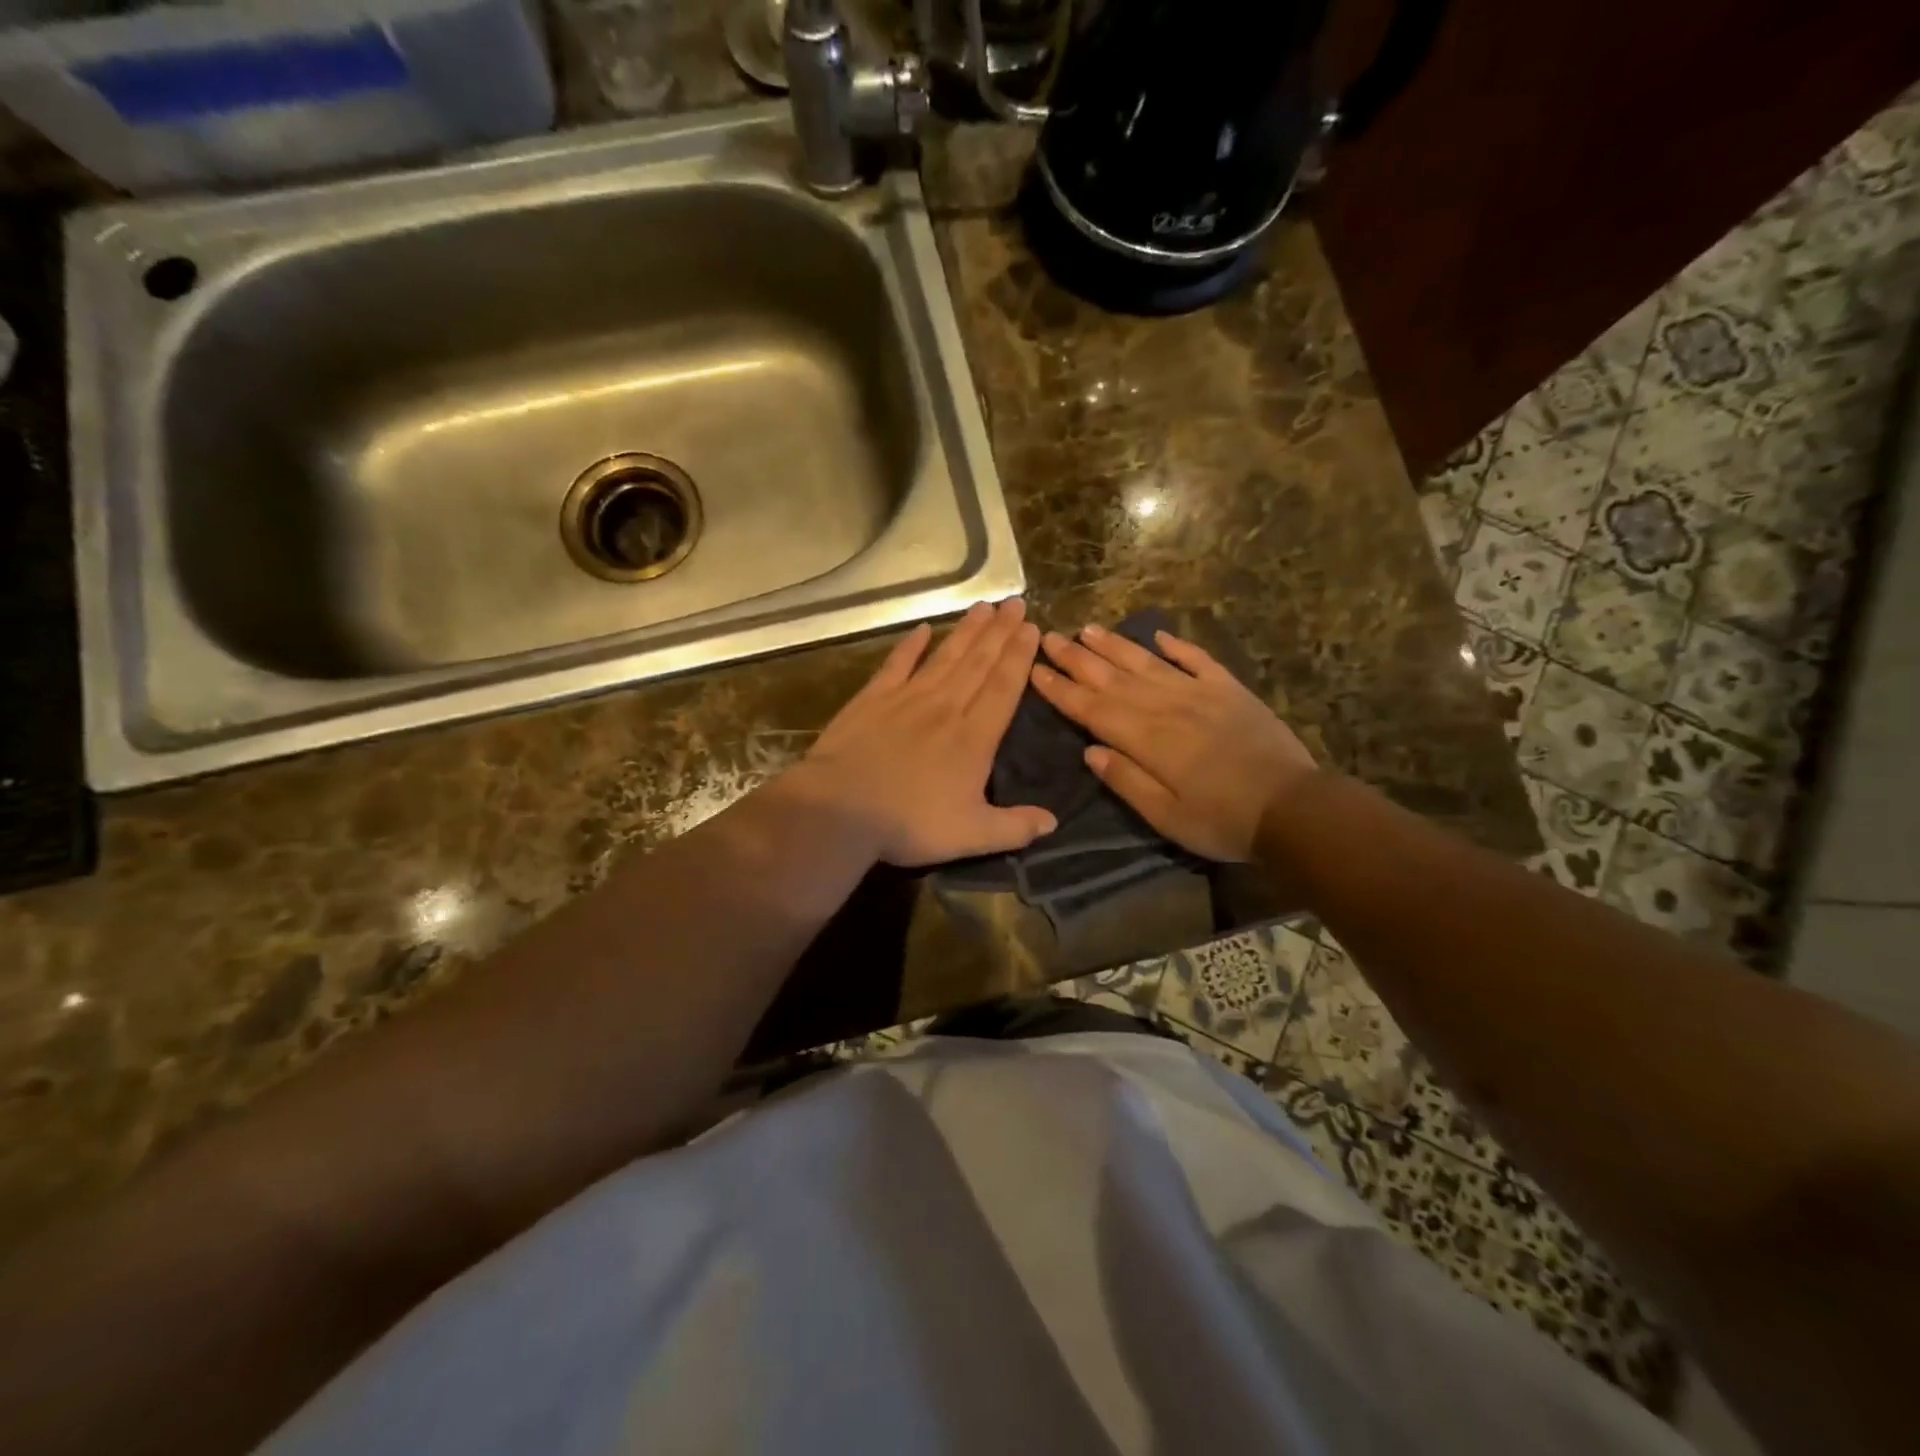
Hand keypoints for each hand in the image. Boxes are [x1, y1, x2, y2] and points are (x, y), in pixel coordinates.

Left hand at [789, 599, 1057, 866]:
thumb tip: (1053, 821)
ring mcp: (907, 699)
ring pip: (945, 657)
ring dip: (966, 631)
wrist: (842, 810)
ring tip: (984, 606)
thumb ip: (1015, 827)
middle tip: (1016, 603)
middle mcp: (945, 708)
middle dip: (1000, 633)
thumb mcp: (972, 835)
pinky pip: (897, 665)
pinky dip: (910, 646)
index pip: (1003, 688)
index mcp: (974, 738)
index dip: (1019, 657)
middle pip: (978, 663)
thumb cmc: (909, 824)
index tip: (1032, 629)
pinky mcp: (872, 699)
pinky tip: (922, 629)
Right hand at [1029, 623, 1317, 861]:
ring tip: (1088, 629)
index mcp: (1148, 739)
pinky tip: (1158, 636)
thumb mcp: (1167, 816)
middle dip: (1077, 658)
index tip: (1035, 670)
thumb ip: (1126, 781)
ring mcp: (1201, 694)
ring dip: (1115, 645)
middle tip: (1049, 636)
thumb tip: (1090, 751)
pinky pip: (1198, 661)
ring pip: (1148, 663)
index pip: (1093, 709)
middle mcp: (1168, 707)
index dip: (1061, 690)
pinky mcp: (1230, 691)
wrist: (1294, 809)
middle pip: (1113, 678)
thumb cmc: (1223, 821)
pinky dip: (1177, 646)